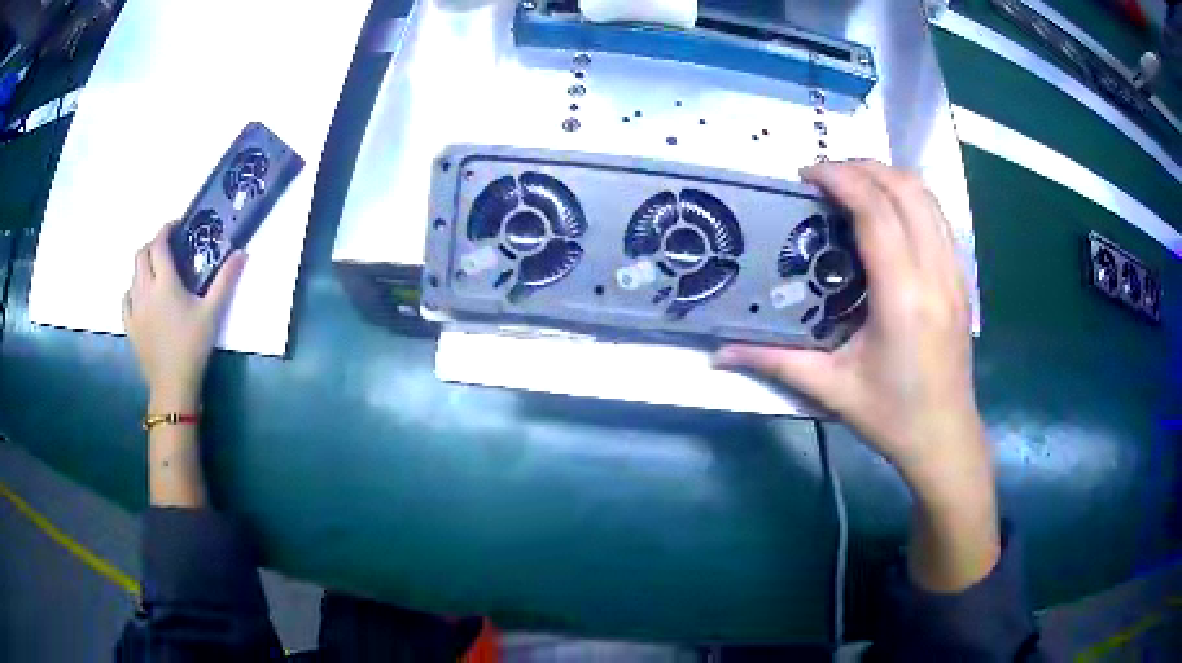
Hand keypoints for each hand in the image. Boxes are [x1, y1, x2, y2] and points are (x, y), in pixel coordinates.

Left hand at [123, 222, 246, 411]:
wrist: (172, 385)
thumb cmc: (193, 346)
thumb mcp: (212, 313)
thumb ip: (225, 280)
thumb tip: (241, 253)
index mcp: (164, 282)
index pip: (159, 244)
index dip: (165, 229)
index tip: (175, 226)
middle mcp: (145, 289)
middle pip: (141, 254)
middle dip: (153, 244)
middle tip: (166, 247)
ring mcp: (134, 308)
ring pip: (133, 274)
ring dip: (143, 265)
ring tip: (156, 271)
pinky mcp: (130, 325)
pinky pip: (126, 298)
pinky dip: (133, 289)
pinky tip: (142, 296)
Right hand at [715, 161, 997, 591]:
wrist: (945, 437)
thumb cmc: (891, 416)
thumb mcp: (830, 389)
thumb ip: (774, 361)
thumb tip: (718, 353)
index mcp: (902, 296)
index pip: (876, 211)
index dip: (841, 179)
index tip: (807, 174)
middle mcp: (934, 273)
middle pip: (906, 189)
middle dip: (863, 168)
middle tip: (825, 176)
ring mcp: (954, 273)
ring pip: (928, 197)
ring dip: (889, 177)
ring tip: (854, 184)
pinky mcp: (961, 279)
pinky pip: (939, 217)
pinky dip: (910, 198)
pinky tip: (888, 212)